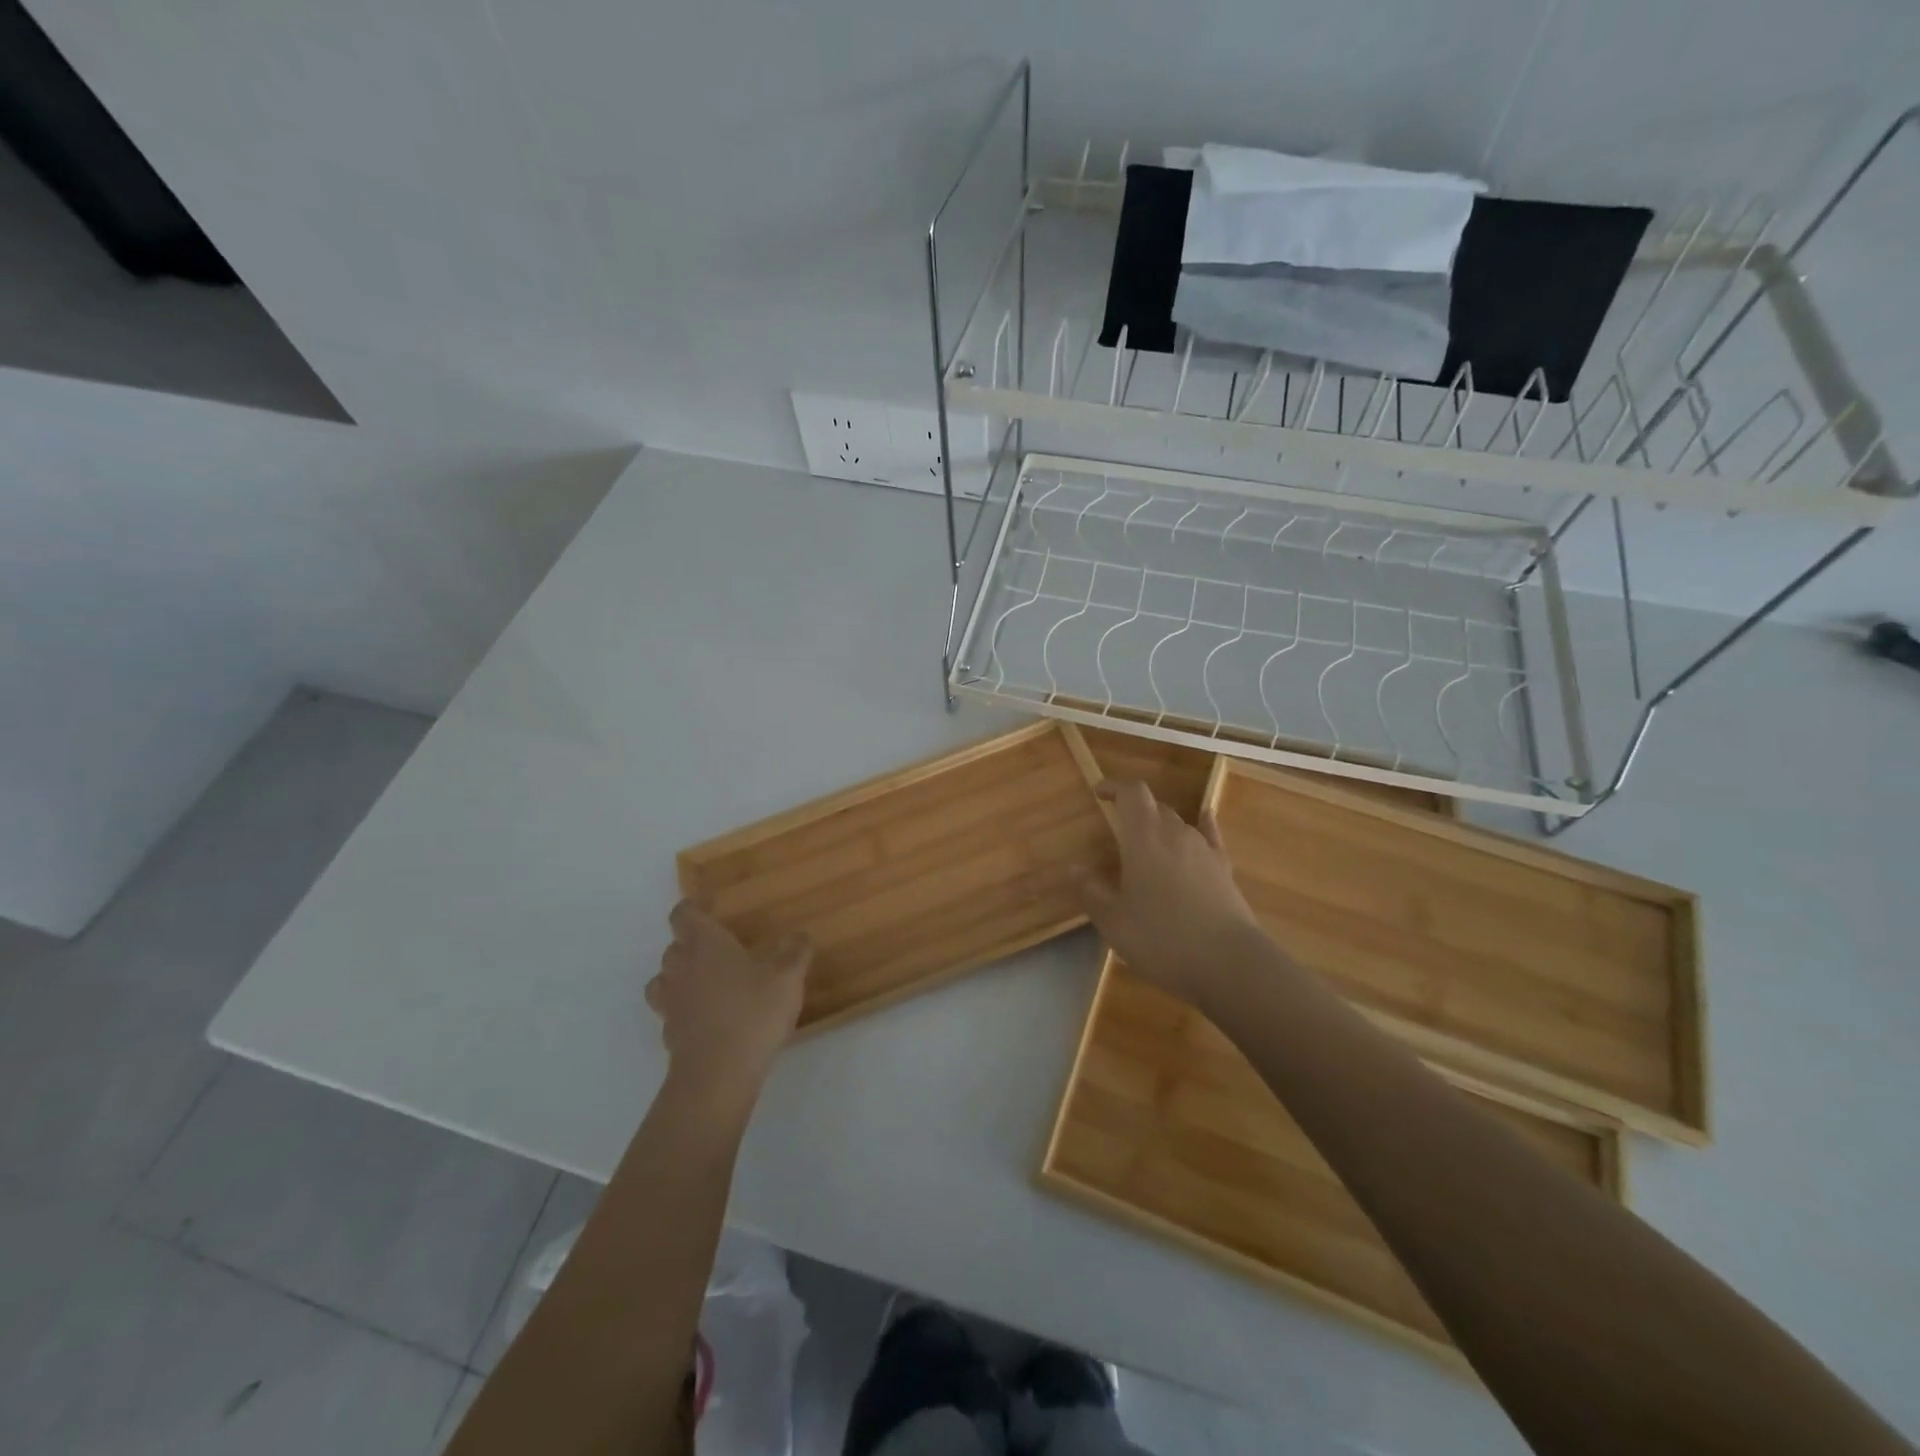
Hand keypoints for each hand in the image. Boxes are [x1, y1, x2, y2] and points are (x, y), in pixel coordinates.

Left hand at [647, 901, 809, 1101]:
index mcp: (704, 944)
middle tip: (720, 948)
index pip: (684, 914)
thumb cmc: (753, 1010)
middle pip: (674, 946)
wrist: (718, 1073)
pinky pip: (673, 1013)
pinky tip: (710, 1019)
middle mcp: (681, 968)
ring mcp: (671, 1003)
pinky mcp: (671, 1035)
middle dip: (692, 944)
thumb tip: (798, 936)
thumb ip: (795, 951)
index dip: (694, 906)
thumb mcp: (787, 976)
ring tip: (709, 983)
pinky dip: (686, 1010)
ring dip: (682, 977)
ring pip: (665, 980)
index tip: (711, 904)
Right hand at [1072, 780, 1263, 1005]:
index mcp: (1144, 839)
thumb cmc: (1162, 939)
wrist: (1229, 963)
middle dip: (1135, 811)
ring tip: (1147, 847)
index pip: (1132, 793)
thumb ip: (1092, 892)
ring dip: (1160, 827)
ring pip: (1179, 824)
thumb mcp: (1114, 922)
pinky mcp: (1224, 869)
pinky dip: (1203, 825)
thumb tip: (1075, 869)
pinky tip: (1204, 819)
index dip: (1115, 787)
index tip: (1099, 793)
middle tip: (1117, 830)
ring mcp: (1204, 850)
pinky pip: (1210, 837)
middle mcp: (1175, 834)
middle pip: (1155, 807)